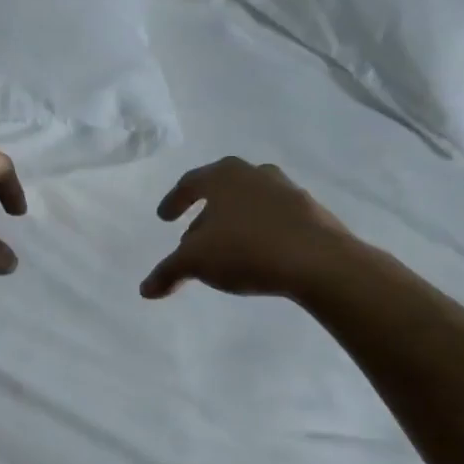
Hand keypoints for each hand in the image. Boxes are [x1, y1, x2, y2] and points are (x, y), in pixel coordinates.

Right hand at [141, 157, 356, 299]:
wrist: (318, 260)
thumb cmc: (246, 249)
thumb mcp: (196, 262)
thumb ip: (168, 272)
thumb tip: (145, 290)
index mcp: (223, 176)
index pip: (190, 183)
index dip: (174, 201)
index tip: (164, 217)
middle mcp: (254, 174)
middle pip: (221, 190)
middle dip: (204, 213)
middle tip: (192, 237)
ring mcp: (287, 190)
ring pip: (250, 202)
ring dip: (234, 221)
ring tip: (225, 247)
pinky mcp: (311, 212)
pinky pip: (274, 218)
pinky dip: (260, 230)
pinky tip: (258, 254)